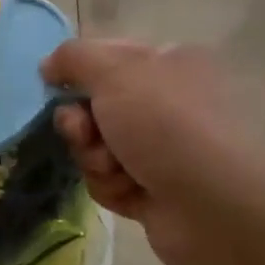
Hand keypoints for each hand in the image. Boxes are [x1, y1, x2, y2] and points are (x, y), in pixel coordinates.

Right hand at [42, 39, 264, 264]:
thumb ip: (73, 57)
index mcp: (168, 63)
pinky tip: (130, 191)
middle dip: (80, 122)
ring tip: (115, 168)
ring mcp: (162, 149)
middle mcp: (167, 102)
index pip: (106, 56)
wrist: (215, 208)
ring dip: (93, 156)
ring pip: (96, 145)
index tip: (54, 85)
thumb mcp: (114, 71)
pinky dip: (111, 185)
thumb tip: (49, 66)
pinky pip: (108, 180)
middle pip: (94, 104)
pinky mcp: (154, 189)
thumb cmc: (166, 124)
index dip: (76, 71)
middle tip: (84, 133)